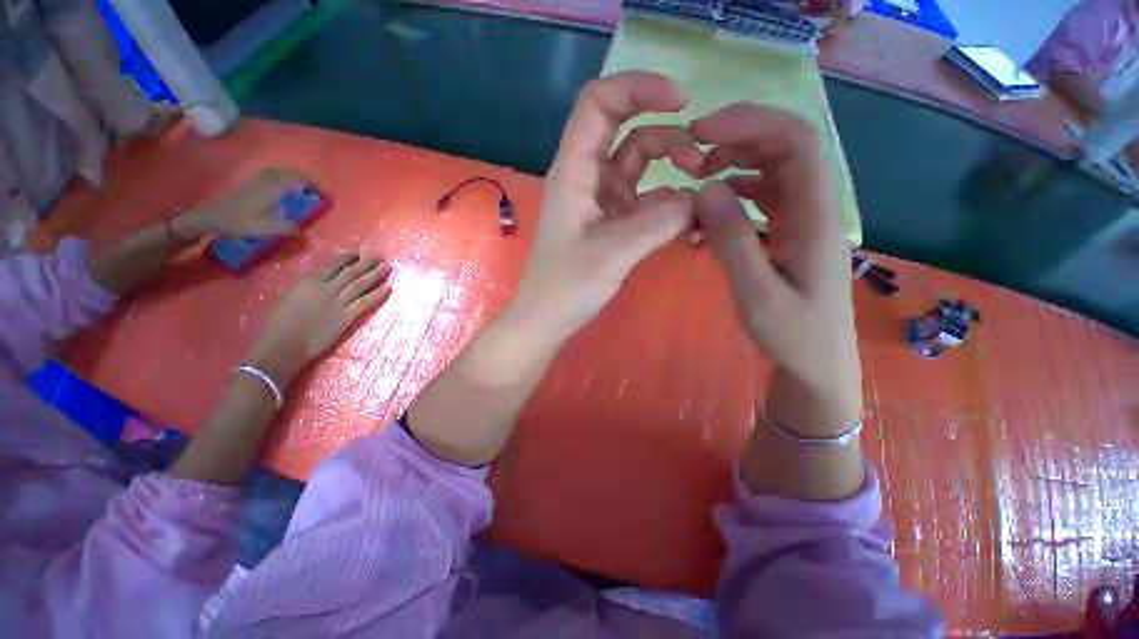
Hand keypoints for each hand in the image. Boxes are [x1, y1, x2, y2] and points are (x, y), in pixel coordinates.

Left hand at [172, 168, 308, 239]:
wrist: (205, 218)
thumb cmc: (234, 222)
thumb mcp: (262, 228)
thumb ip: (285, 229)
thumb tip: (305, 233)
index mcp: (268, 189)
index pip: (293, 178)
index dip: (310, 182)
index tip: (324, 191)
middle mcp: (262, 181)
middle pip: (285, 172)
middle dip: (303, 177)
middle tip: (317, 187)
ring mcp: (254, 182)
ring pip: (277, 172)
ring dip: (292, 176)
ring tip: (303, 186)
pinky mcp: (248, 186)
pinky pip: (269, 176)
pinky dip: (281, 178)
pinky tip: (283, 188)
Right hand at [245, 254, 392, 384]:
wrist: (283, 346)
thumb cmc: (278, 324)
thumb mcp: (289, 297)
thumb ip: (307, 288)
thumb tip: (322, 281)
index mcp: (308, 282)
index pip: (333, 265)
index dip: (347, 258)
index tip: (358, 254)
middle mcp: (326, 289)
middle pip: (351, 273)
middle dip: (366, 264)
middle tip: (379, 257)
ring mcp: (338, 303)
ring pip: (360, 284)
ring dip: (375, 274)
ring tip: (387, 267)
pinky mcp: (346, 318)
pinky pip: (365, 302)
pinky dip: (378, 294)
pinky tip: (388, 288)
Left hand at [510, 71, 702, 343]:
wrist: (548, 318)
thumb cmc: (567, 286)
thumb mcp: (613, 253)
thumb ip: (657, 223)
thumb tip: (696, 200)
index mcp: (575, 171)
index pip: (599, 102)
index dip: (638, 88)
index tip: (682, 102)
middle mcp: (587, 178)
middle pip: (628, 132)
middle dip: (667, 137)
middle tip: (699, 163)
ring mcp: (600, 201)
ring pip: (640, 168)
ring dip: (671, 173)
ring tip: (697, 200)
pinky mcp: (611, 223)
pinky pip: (643, 202)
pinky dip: (666, 206)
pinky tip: (687, 222)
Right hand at [691, 104, 860, 435]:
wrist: (815, 359)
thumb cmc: (792, 333)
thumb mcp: (757, 295)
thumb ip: (733, 242)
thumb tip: (706, 190)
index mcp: (816, 214)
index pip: (795, 141)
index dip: (750, 123)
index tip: (701, 132)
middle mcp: (814, 204)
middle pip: (784, 144)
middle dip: (737, 135)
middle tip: (691, 154)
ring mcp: (801, 215)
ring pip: (771, 166)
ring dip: (734, 160)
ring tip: (696, 176)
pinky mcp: (788, 228)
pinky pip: (763, 192)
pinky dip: (734, 188)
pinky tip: (712, 203)